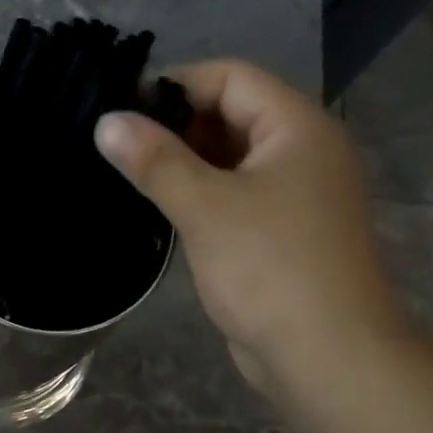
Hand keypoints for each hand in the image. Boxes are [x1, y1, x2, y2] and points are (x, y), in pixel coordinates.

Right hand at [93, 60, 409, 402]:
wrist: (325, 354)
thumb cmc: (269, 269)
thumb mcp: (206, 208)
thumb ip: (155, 162)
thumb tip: (107, 122)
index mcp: (297, 128)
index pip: (231, 78)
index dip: (176, 85)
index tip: (121, 108)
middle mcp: (303, 153)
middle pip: (233, 118)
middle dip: (177, 129)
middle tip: (118, 148)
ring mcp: (295, 198)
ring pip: (232, 164)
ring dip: (185, 168)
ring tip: (129, 178)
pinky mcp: (282, 238)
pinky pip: (236, 202)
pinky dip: (201, 201)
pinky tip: (162, 215)